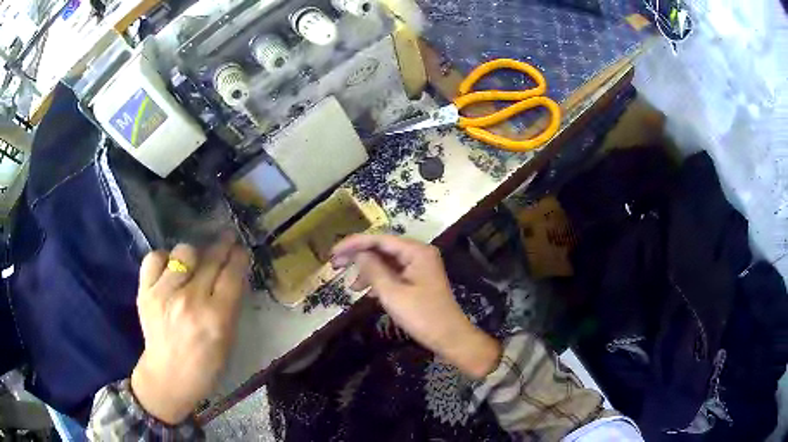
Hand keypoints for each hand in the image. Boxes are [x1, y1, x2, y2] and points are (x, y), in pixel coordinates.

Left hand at [131, 233, 249, 424]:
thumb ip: (231, 304)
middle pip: (210, 259)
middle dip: (222, 246)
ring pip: (184, 252)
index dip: (239, 256)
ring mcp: (164, 294)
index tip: (241, 249)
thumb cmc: (206, 364)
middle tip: (226, 238)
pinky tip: (169, 269)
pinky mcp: (145, 292)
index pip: (232, 274)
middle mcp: (190, 301)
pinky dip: (164, 259)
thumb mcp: (228, 339)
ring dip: (193, 255)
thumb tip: (233, 272)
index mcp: (217, 318)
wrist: (169, 376)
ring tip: (193, 264)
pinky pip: (155, 258)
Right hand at [331, 234, 500, 378]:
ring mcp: (419, 266)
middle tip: (335, 265)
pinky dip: (379, 280)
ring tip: (352, 286)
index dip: (353, 244)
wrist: (449, 337)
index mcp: (416, 251)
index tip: (333, 253)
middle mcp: (418, 253)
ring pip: (386, 261)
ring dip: (367, 271)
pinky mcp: (418, 279)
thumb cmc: (422, 316)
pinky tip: (367, 292)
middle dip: (358, 256)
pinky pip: (394, 272)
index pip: (379, 239)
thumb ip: (373, 270)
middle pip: (382, 247)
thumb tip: (357, 254)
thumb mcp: (392, 293)